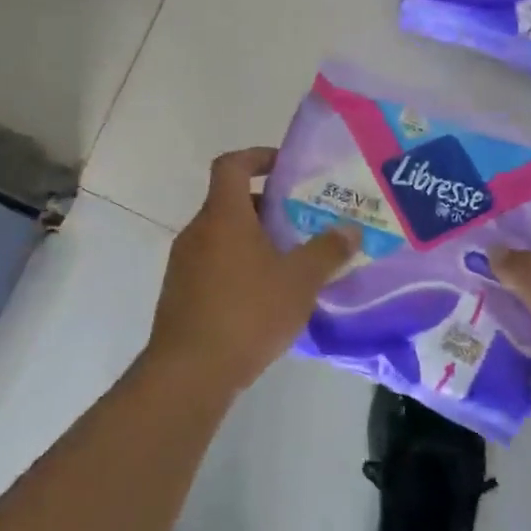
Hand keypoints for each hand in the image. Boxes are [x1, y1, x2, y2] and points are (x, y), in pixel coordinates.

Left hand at [145, 148, 357, 400]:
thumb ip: (327, 251)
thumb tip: (350, 230)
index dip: (257, 156)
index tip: (284, 167)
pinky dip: (238, 267)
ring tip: (289, 263)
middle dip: (266, 207)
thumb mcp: (299, 281)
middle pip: (230, 202)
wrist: (189, 373)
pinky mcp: (180, 294)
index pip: (231, 165)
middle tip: (300, 222)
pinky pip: (213, 265)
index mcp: (223, 216)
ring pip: (222, 236)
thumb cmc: (247, 313)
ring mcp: (183, 264)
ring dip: (253, 240)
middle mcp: (198, 231)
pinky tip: (264, 298)